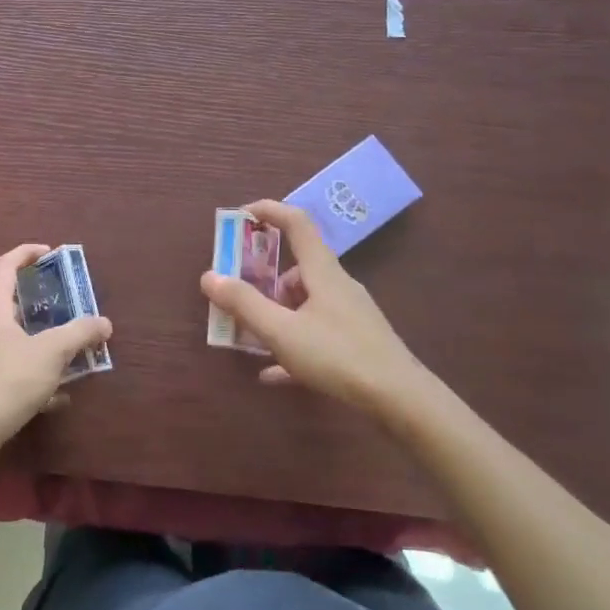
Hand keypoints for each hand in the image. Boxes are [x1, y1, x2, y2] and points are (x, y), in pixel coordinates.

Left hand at [0, 244, 111, 458]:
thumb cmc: (6, 381)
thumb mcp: (51, 353)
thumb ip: (79, 334)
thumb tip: (104, 322)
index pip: (5, 265)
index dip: (26, 253)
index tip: (49, 253)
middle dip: (28, 299)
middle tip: (52, 304)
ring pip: (1, 334)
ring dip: (28, 336)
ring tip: (56, 347)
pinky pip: (3, 366)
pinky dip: (26, 370)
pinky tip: (53, 396)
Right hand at [200, 199, 429, 420]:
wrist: (400, 399)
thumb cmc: (338, 355)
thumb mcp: (281, 331)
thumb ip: (244, 304)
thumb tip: (209, 276)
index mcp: (322, 272)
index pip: (296, 223)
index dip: (268, 211)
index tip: (240, 216)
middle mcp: (337, 286)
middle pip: (296, 269)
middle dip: (263, 281)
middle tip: (237, 298)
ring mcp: (349, 315)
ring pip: (304, 304)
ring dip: (276, 315)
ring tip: (251, 340)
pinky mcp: (356, 342)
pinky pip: (315, 334)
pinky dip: (291, 345)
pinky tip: (273, 373)